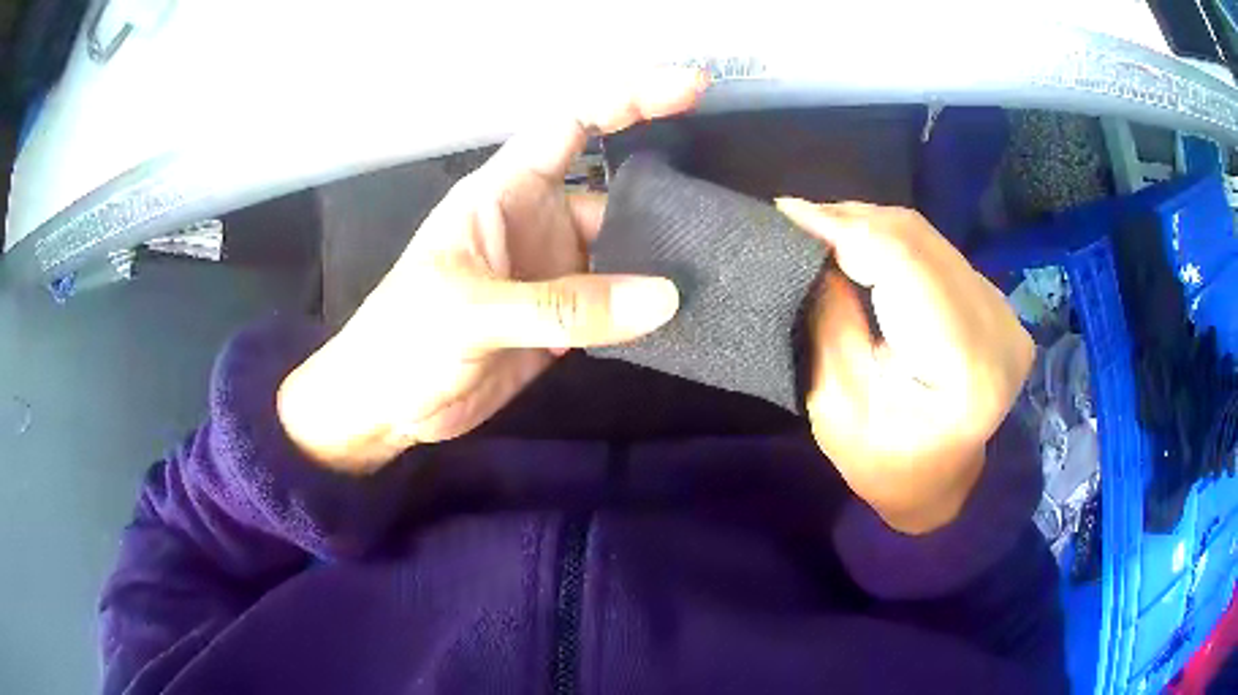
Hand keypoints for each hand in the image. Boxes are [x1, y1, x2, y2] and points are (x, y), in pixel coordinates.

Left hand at [278, 69, 707, 470]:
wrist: (385, 405)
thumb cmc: (403, 339)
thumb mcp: (470, 312)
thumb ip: (563, 306)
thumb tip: (664, 297)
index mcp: (506, 192)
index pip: (574, 121)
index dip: (630, 95)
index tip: (692, 85)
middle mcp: (537, 221)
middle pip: (617, 194)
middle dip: (668, 202)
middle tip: (728, 223)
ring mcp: (553, 272)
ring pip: (622, 254)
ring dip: (662, 265)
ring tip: (719, 277)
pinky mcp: (561, 319)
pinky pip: (616, 304)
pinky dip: (646, 311)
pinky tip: (683, 320)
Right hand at [776, 200, 1034, 533]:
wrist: (942, 484)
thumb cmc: (885, 466)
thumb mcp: (837, 406)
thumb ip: (831, 322)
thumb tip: (816, 247)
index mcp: (967, 368)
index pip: (905, 265)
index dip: (846, 230)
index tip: (787, 214)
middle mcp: (998, 327)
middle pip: (918, 242)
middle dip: (852, 222)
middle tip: (796, 218)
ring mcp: (1003, 310)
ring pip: (927, 237)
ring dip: (869, 227)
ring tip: (820, 228)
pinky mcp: (996, 303)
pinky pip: (937, 250)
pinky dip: (893, 242)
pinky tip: (859, 244)